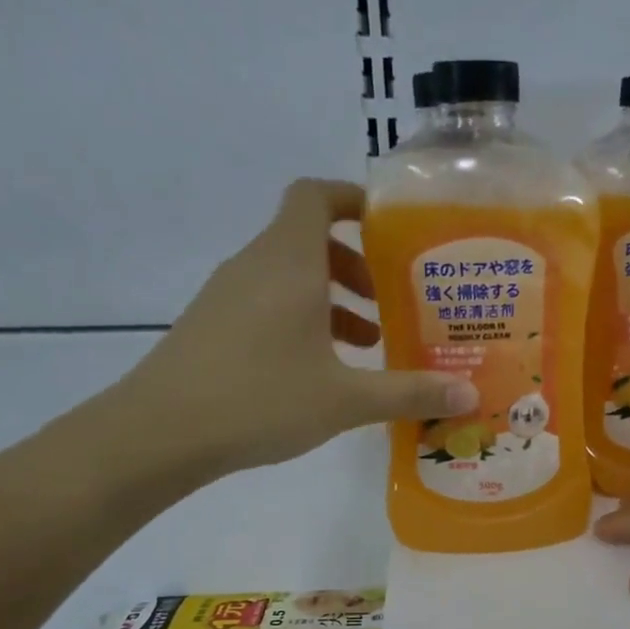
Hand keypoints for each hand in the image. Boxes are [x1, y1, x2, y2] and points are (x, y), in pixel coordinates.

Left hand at [102, 178, 476, 480]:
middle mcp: (255, 265)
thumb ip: (409, 393)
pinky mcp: (213, 326)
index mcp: (289, 262)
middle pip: (307, 239)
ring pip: (287, 277)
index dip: (352, 200)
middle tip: (389, 302)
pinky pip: (266, 304)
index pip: (315, 196)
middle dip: (354, 264)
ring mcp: (227, 295)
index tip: (389, 229)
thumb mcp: (346, 400)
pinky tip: (319, 371)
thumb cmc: (261, 399)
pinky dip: (300, 320)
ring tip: (365, 346)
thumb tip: (468, 396)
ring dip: (329, 300)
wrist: (161, 432)